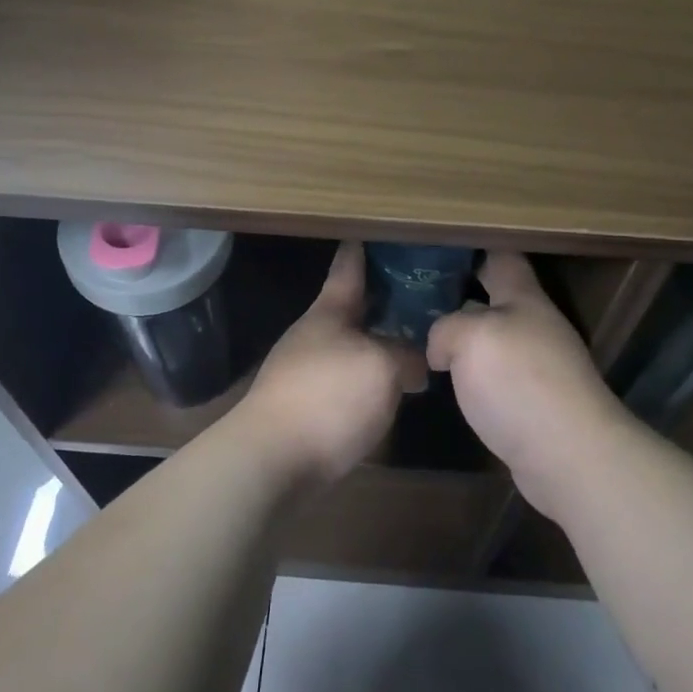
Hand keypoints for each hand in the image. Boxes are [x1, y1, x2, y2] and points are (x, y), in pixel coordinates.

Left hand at [238, 243, 426, 485]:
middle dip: (381, 300)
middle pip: (350, 309)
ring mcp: (304, 371)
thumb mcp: (382, 368)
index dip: (362, 249)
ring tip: (413, 346)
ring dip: (376, 342)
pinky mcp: (304, 407)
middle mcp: (313, 335)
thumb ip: (406, 357)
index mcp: (328, 312)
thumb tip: (415, 366)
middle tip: (420, 293)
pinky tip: (388, 391)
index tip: (373, 231)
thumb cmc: (328, 397)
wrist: (272, 460)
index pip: (348, 267)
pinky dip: (367, 377)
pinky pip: (344, 379)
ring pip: (349, 346)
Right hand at [428, 251, 628, 515]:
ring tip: (423, 336)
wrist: (569, 455)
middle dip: (462, 292)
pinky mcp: (534, 403)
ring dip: (465, 336)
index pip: (502, 257)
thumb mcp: (470, 338)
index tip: (441, 244)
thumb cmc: (520, 382)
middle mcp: (535, 326)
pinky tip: (449, 382)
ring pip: (494, 338)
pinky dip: (473, 373)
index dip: (475, 247)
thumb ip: (447, 328)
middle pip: (497, 297)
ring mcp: (539, 366)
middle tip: (417, 293)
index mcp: (524, 298)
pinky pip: (496, 375)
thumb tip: (441, 347)